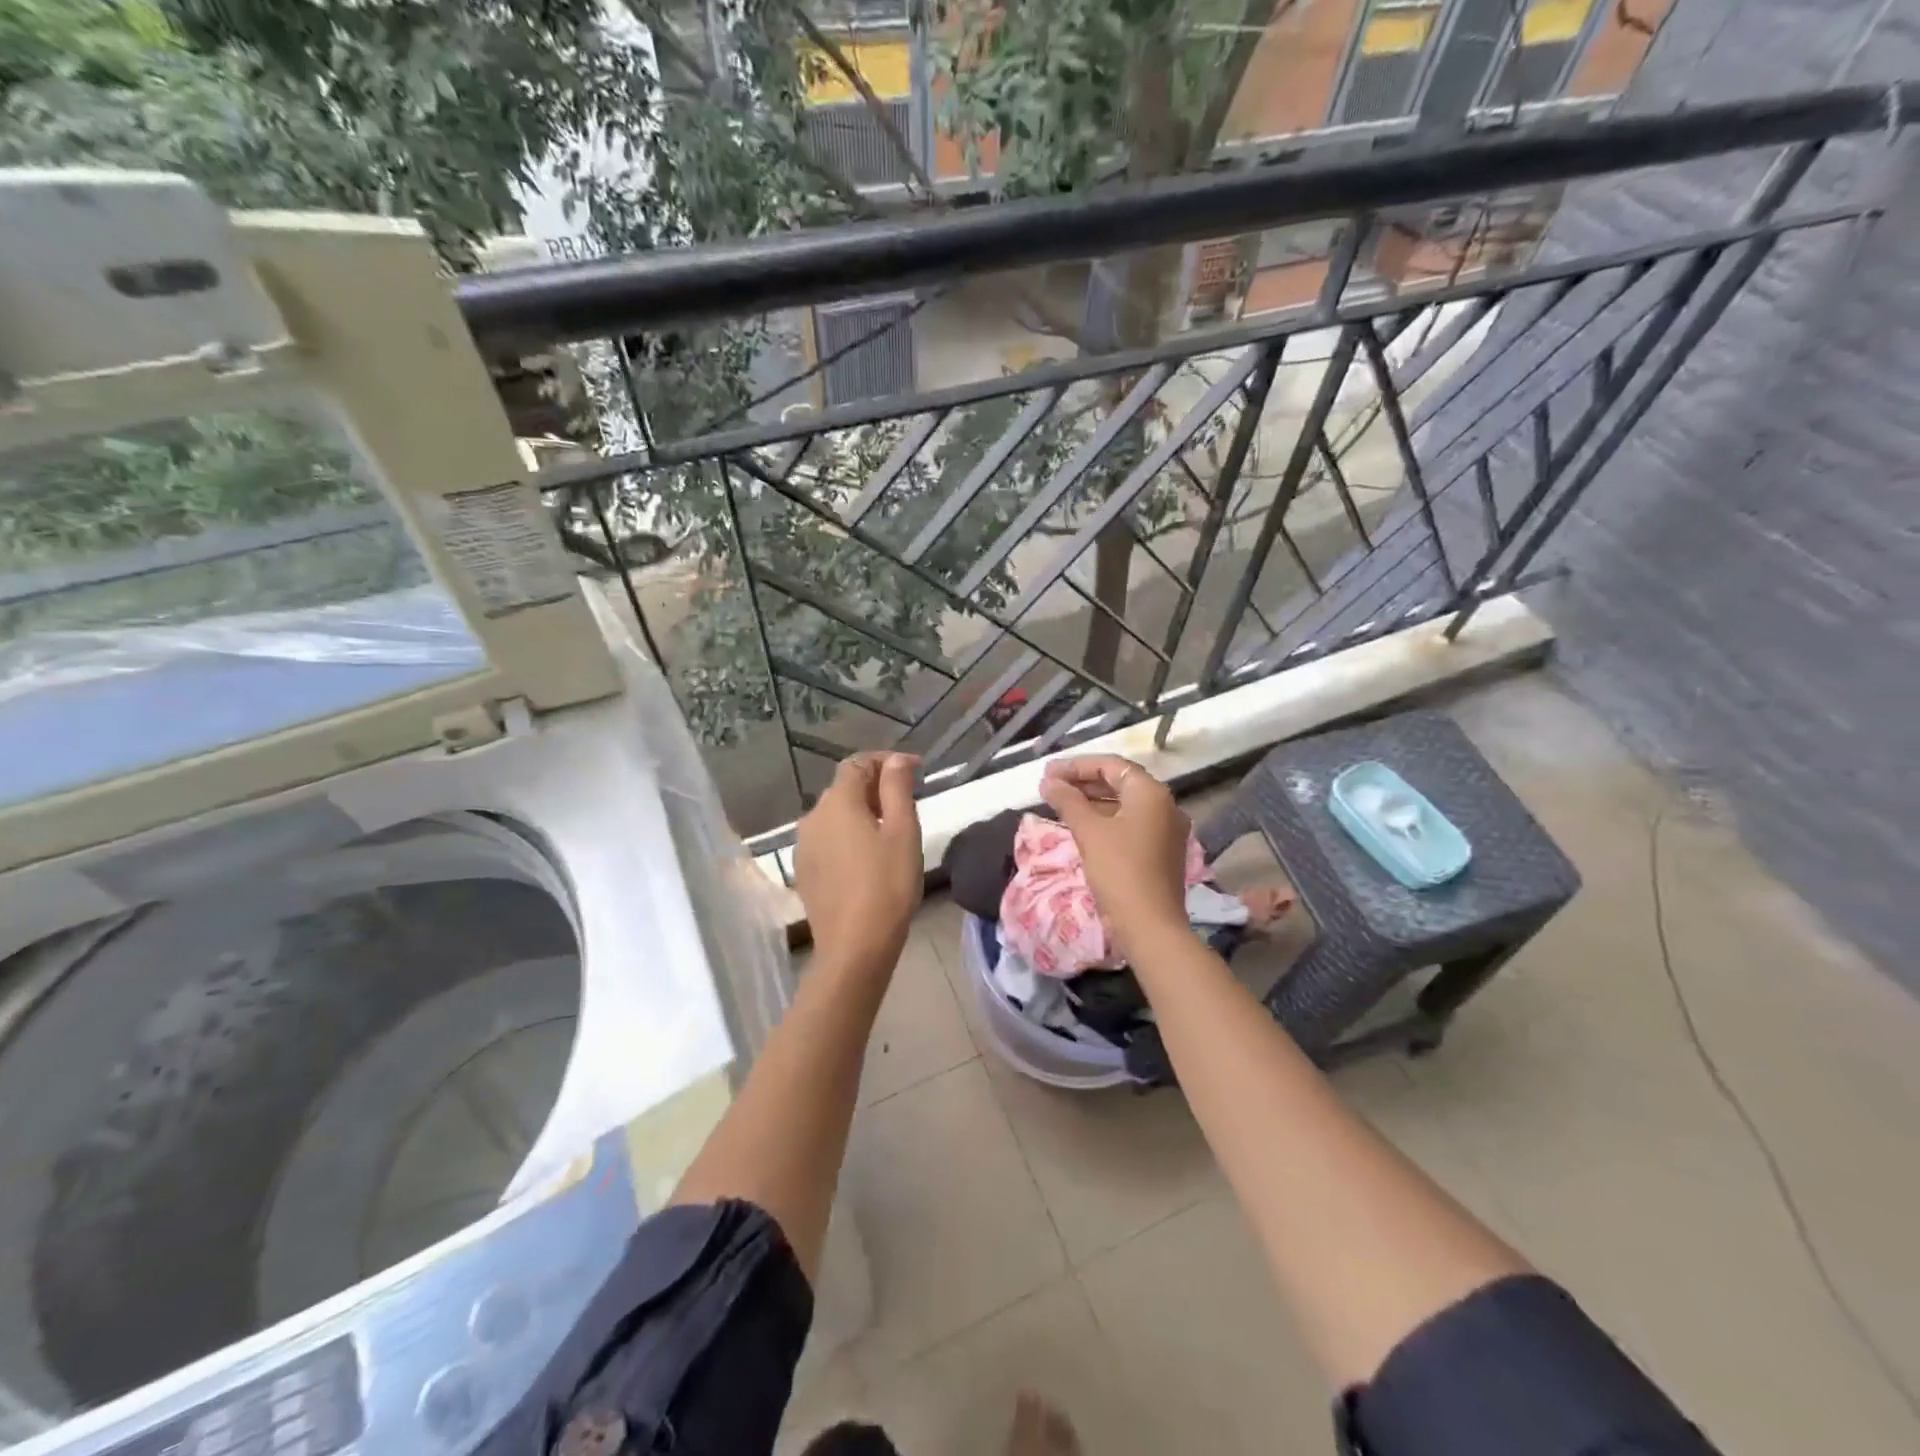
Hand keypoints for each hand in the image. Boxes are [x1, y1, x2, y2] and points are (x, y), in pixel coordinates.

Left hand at [795, 752, 923, 972]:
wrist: (854, 947)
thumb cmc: (887, 884)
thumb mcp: (903, 831)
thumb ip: (898, 788)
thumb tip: (897, 760)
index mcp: (838, 802)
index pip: (857, 763)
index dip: (886, 761)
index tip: (915, 771)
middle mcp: (813, 817)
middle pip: (844, 788)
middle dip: (875, 787)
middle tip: (908, 803)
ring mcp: (805, 846)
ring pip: (835, 815)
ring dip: (861, 813)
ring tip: (890, 831)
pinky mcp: (805, 871)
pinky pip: (828, 840)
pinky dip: (848, 836)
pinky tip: (867, 857)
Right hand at [1039, 755, 1192, 954]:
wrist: (1150, 926)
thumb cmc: (1119, 870)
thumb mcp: (1088, 831)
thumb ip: (1067, 800)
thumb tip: (1048, 782)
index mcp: (1151, 793)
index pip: (1111, 765)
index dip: (1076, 766)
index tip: (1048, 773)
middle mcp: (1165, 805)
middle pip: (1120, 782)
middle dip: (1083, 782)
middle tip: (1050, 786)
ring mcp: (1166, 830)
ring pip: (1124, 805)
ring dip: (1092, 801)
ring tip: (1060, 804)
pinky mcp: (1162, 852)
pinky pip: (1131, 824)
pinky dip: (1106, 820)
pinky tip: (1082, 826)